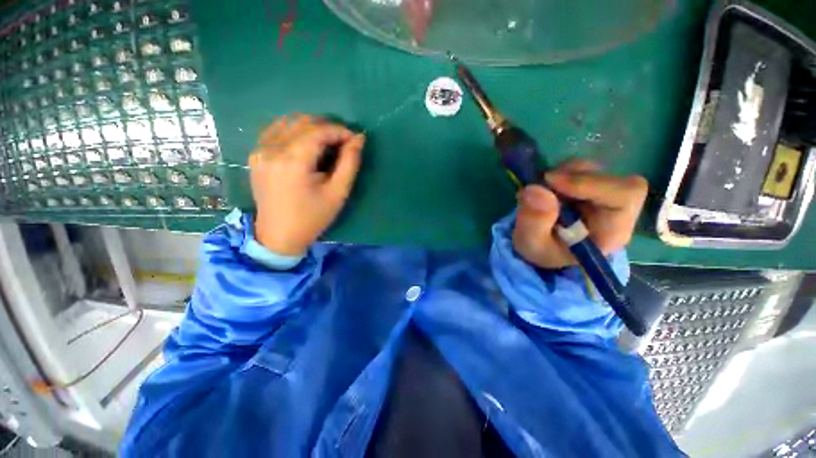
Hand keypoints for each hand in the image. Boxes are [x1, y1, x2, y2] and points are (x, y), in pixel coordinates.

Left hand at [249, 114, 364, 255]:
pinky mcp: (256, 155)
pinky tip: (306, 144)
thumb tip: (359, 139)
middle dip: (328, 128)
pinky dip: (295, 131)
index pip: (319, 130)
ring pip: (289, 122)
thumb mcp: (338, 193)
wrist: (279, 235)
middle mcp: (272, 149)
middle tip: (343, 143)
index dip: (340, 131)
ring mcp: (260, 150)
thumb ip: (350, 163)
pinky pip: (277, 130)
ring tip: (328, 143)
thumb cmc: (312, 217)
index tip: (355, 139)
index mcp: (293, 161)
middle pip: (303, 122)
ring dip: (312, 128)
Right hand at [513, 159, 647, 268]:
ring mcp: (605, 196)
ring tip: (543, 189)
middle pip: (613, 178)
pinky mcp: (592, 186)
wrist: (542, 248)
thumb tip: (534, 189)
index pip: (625, 195)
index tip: (551, 181)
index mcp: (612, 231)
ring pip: (596, 170)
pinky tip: (548, 187)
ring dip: (565, 173)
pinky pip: (583, 169)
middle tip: (544, 183)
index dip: (590, 183)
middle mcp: (616, 211)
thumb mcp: (532, 244)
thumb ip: (533, 222)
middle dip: (575, 176)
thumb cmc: (542, 250)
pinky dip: (562, 172)